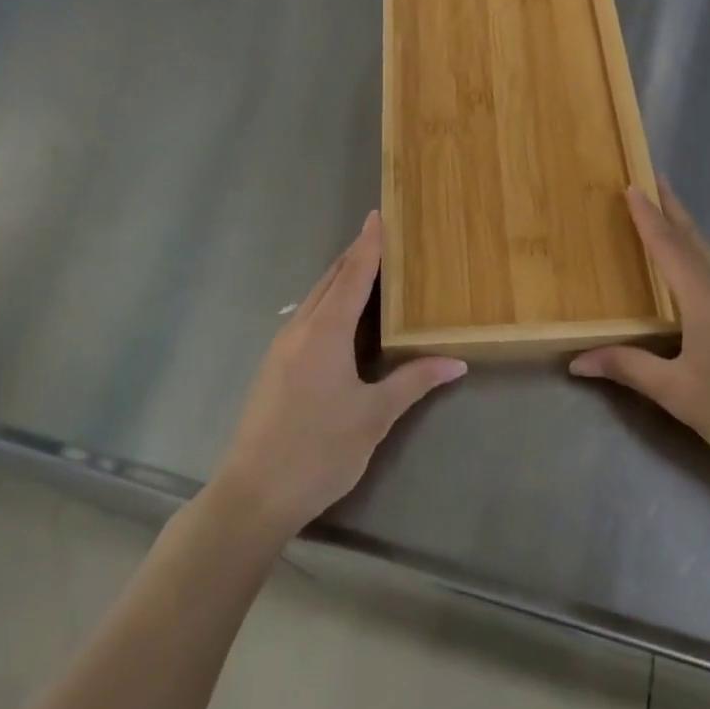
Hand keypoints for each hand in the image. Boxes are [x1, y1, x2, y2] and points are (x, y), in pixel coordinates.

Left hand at [213, 211, 465, 538]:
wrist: (254, 493)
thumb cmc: (319, 450)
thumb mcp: (374, 417)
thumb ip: (413, 382)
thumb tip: (456, 362)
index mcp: (325, 332)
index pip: (353, 275)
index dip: (368, 245)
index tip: (378, 215)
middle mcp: (300, 329)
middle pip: (330, 280)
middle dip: (354, 255)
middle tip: (380, 235)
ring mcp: (282, 347)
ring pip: (315, 298)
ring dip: (340, 279)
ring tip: (366, 268)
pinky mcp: (274, 365)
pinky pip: (306, 317)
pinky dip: (327, 302)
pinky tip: (340, 317)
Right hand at [570, 183, 709, 493]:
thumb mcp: (678, 393)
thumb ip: (628, 368)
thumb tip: (577, 361)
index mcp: (706, 298)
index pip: (669, 246)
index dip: (648, 216)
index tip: (633, 186)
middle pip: (697, 239)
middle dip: (673, 210)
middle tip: (655, 181)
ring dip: (695, 236)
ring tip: (676, 227)